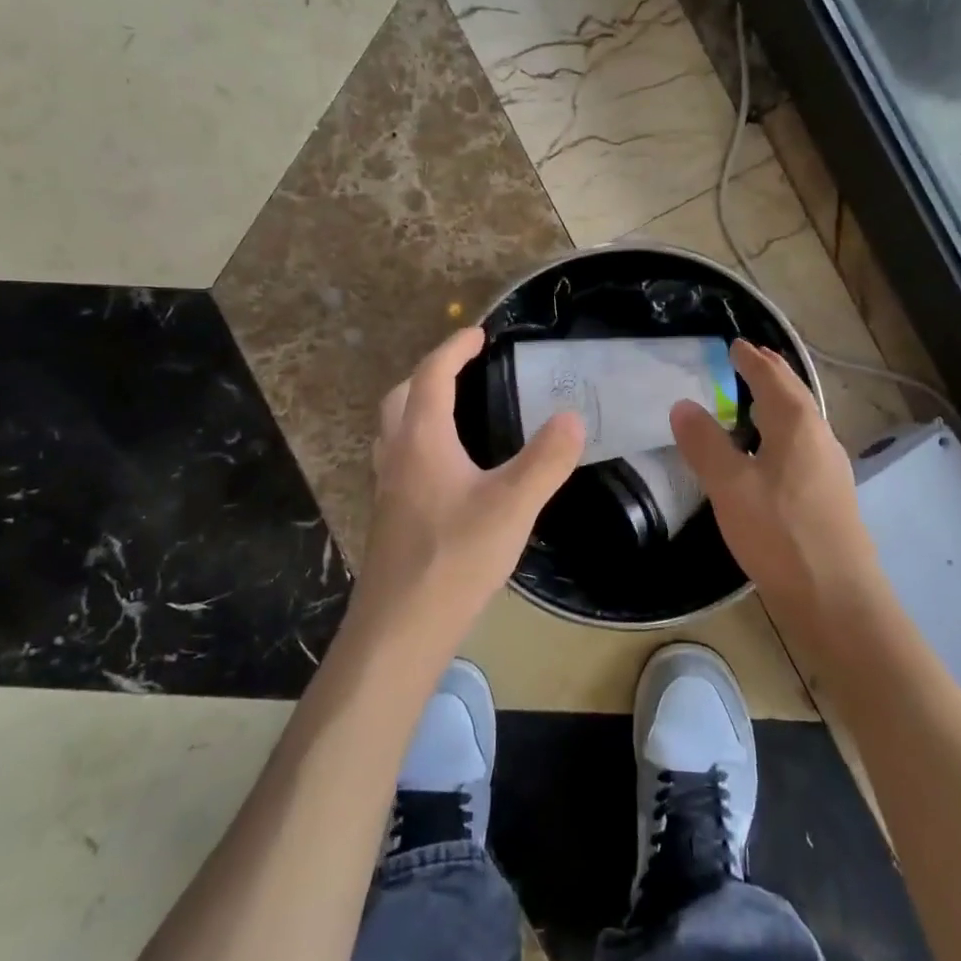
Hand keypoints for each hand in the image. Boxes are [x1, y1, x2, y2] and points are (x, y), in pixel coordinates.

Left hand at [351, 327, 584, 661]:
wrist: (401, 627)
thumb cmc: (455, 557)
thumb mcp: (513, 505)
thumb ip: (546, 459)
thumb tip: (573, 417)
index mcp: (422, 440)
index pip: (432, 375)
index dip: (454, 349)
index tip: (479, 334)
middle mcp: (397, 455)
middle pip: (402, 397)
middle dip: (431, 373)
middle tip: (464, 369)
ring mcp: (388, 487)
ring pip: (395, 429)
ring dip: (418, 407)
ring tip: (455, 411)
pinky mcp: (390, 516)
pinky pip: (400, 458)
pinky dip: (419, 442)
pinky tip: (447, 470)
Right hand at [670, 339, 877, 614]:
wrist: (837, 599)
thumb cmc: (780, 535)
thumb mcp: (730, 487)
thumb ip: (704, 443)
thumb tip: (683, 405)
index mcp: (797, 425)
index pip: (771, 377)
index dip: (751, 359)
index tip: (734, 344)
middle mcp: (820, 437)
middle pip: (794, 394)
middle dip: (771, 373)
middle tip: (749, 359)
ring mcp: (831, 467)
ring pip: (801, 421)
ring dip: (779, 403)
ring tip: (755, 401)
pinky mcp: (831, 495)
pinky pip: (803, 445)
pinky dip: (783, 432)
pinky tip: (771, 454)